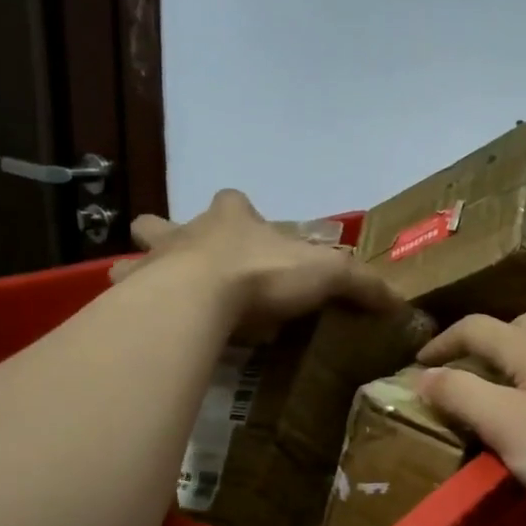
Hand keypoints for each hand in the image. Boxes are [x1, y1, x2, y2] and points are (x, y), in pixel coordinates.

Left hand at [124, 190, 397, 331]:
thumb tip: (400, 302)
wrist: (201, 298)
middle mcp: (189, 232)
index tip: (247, 229)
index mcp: (234, 219)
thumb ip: (362, 284)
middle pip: (168, 222)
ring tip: (154, 292)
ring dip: (142, 267)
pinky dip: (128, 307)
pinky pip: (124, 297)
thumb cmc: (264, 275)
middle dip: (170, 233)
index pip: (234, 201)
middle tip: (186, 260)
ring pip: (137, 254)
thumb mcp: (328, 275)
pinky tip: (140, 325)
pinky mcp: (134, 295)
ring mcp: (154, 261)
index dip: (241, 212)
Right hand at [414, 314, 525, 525]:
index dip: (442, 342)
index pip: (476, 327)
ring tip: (513, 383)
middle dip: (484, 344)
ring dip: (524, 353)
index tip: (417, 364)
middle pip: (518, 326)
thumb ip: (463, 396)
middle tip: (466, 375)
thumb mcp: (510, 429)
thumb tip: (423, 375)